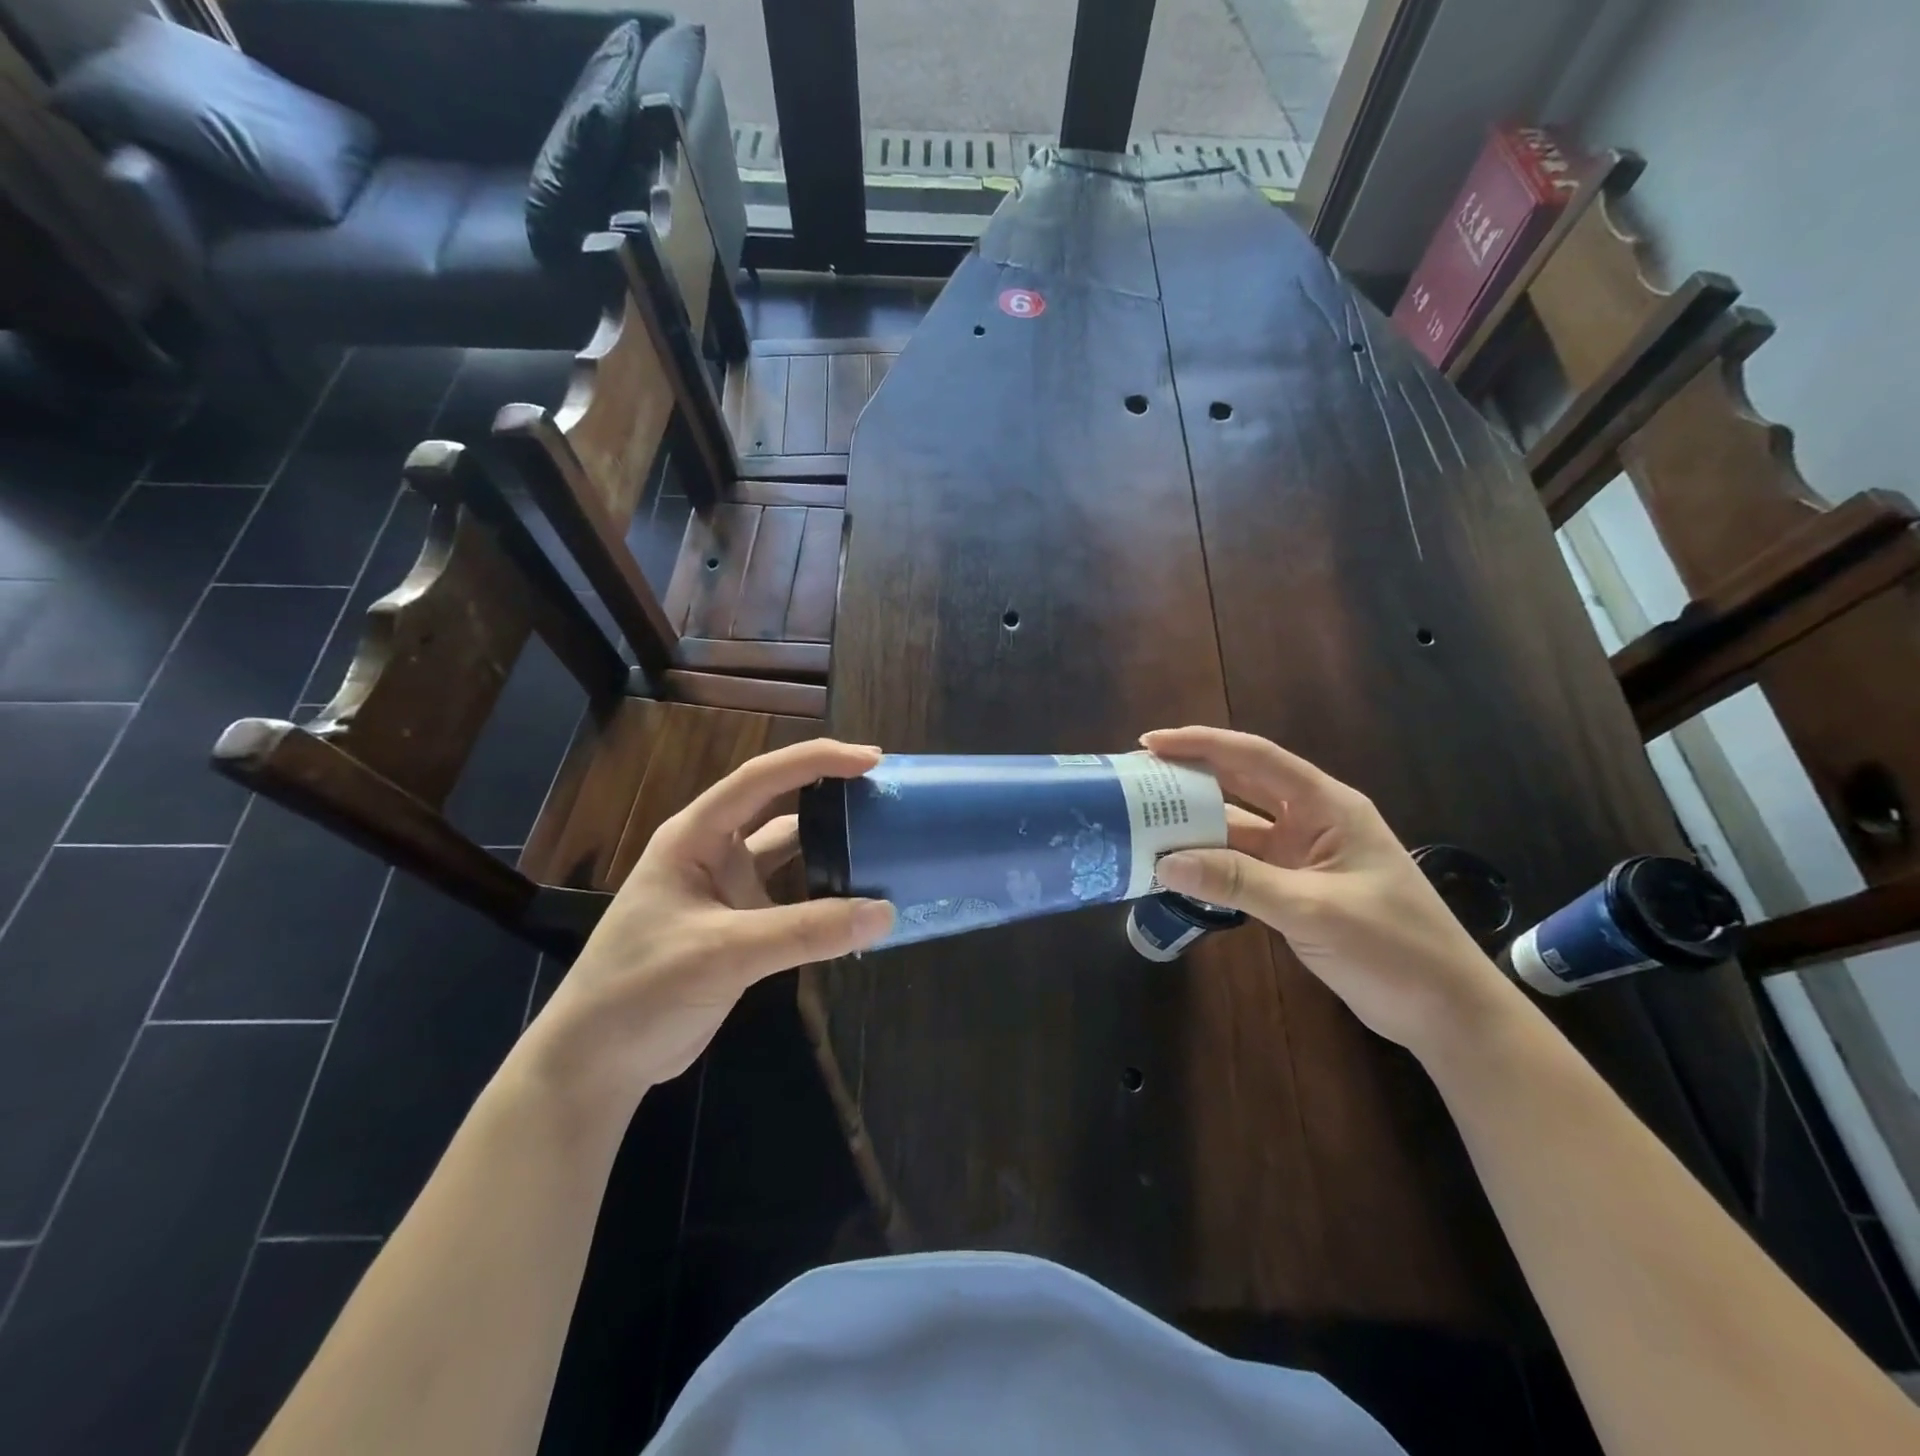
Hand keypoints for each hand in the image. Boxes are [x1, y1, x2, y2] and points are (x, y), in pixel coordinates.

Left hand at [522, 739, 894, 1111]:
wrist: (597, 1062)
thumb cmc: (642, 988)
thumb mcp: (723, 952)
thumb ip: (806, 931)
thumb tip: (886, 914)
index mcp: (695, 836)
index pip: (760, 779)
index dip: (816, 761)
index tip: (871, 760)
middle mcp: (714, 854)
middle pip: (779, 807)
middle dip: (829, 793)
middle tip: (884, 790)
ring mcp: (728, 891)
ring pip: (790, 854)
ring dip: (831, 845)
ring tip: (882, 838)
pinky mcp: (741, 928)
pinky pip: (794, 900)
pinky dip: (826, 897)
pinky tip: (859, 901)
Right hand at [1140, 726, 1516, 1055]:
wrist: (1447, 1012)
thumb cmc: (1394, 948)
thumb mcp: (1313, 909)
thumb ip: (1238, 882)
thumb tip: (1164, 861)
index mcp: (1328, 806)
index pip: (1256, 758)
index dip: (1202, 744)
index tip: (1151, 744)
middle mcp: (1312, 821)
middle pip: (1241, 785)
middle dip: (1190, 777)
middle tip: (1137, 779)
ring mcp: (1302, 857)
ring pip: (1237, 829)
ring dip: (1195, 826)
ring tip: (1143, 822)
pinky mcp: (1294, 889)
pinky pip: (1241, 866)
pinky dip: (1209, 865)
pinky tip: (1174, 868)